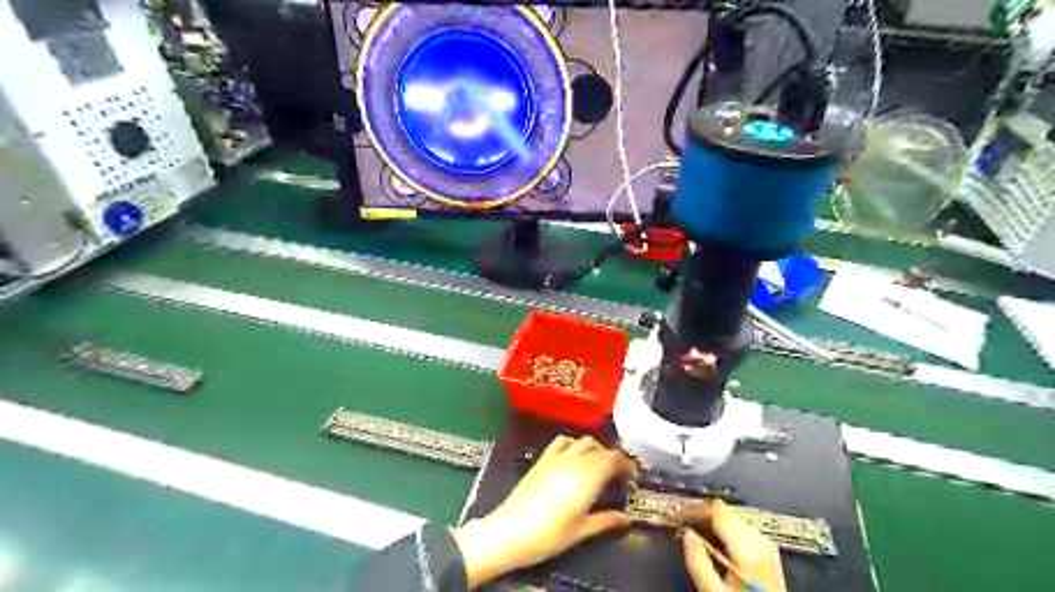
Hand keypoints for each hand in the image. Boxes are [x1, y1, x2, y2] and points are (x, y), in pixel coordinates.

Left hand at [450, 435, 633, 586]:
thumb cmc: (550, 534)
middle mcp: (575, 459)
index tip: (632, 479)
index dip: (627, 466)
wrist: (510, 531)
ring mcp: (557, 456)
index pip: (615, 458)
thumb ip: (606, 520)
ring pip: (583, 441)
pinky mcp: (542, 459)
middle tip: (619, 477)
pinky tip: (574, 457)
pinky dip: (574, 444)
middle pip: (601, 448)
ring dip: (596, 450)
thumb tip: (627, 518)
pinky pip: (562, 441)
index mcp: (589, 475)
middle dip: (614, 459)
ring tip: (598, 467)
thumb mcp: (582, 530)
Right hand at [680, 498, 786, 591]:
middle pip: (724, 511)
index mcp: (749, 547)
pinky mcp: (767, 552)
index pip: (716, 509)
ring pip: (731, 518)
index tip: (678, 514)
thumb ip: (698, 562)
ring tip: (693, 532)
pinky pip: (740, 529)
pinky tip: (712, 542)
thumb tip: (687, 536)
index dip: (693, 509)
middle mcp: (761, 541)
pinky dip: (722, 531)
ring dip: (710, 522)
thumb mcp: (715, 590)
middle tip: (681, 522)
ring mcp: (766, 546)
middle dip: (700, 514)